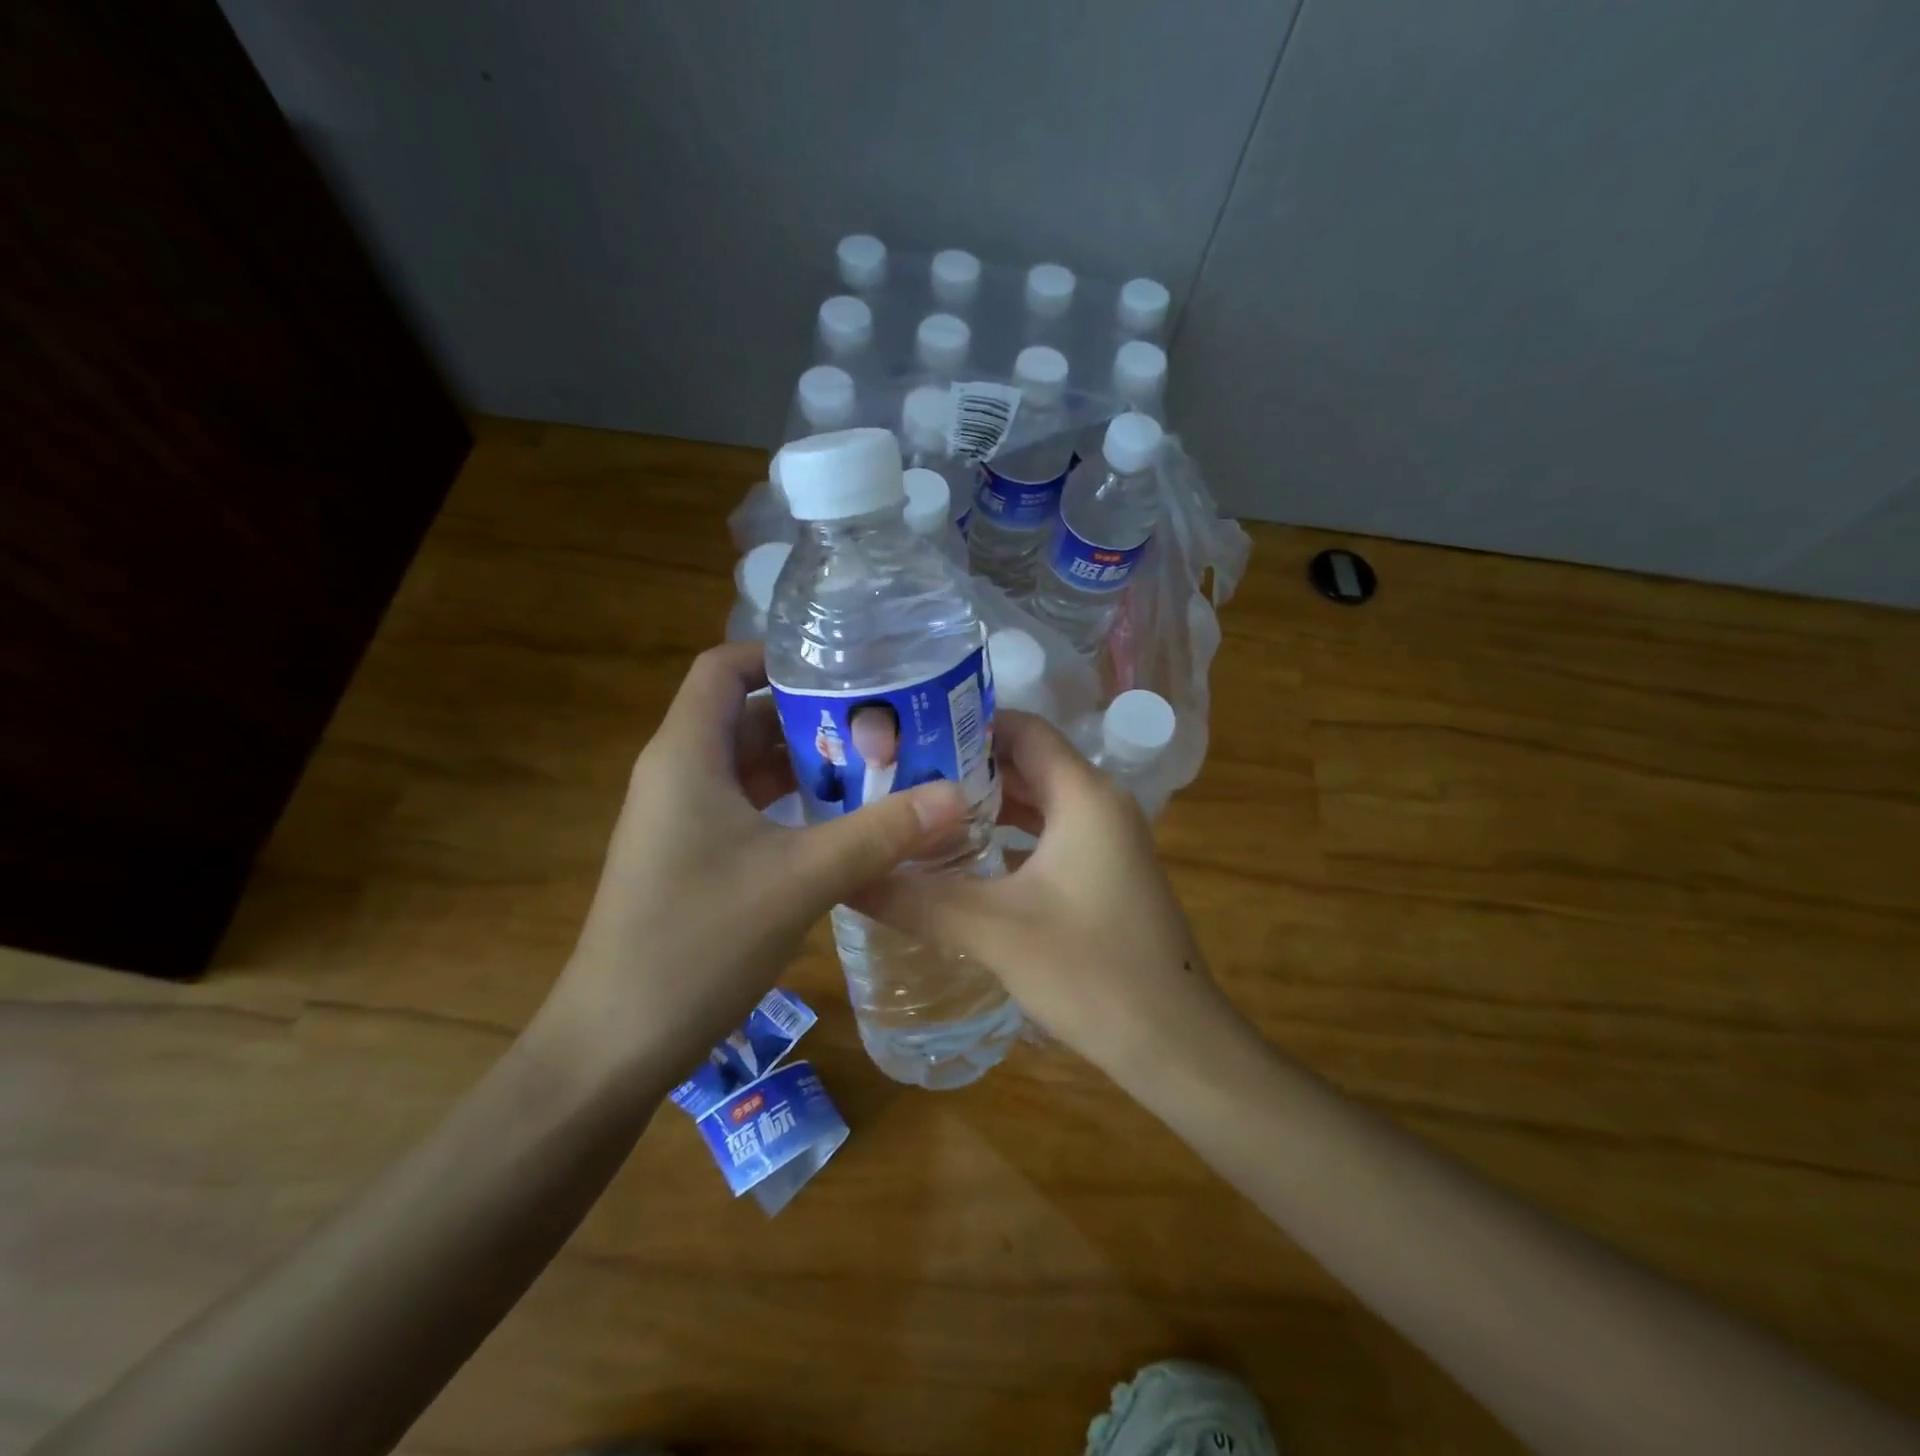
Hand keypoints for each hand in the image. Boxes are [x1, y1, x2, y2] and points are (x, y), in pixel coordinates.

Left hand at [537, 643, 970, 1088]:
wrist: (616, 1042)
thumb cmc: (698, 942)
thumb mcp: (801, 879)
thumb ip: (880, 833)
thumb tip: (956, 795)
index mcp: (687, 755)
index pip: (724, 668)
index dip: (779, 655)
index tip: (845, 667)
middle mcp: (678, 774)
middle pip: (746, 715)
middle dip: (813, 714)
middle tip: (884, 721)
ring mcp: (680, 818)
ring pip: (749, 765)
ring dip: (807, 762)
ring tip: (877, 765)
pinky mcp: (689, 856)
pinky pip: (745, 807)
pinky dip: (791, 802)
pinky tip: (841, 821)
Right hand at [853, 710, 1235, 1071]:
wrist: (1173, 1042)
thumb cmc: (1089, 971)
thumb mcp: (991, 929)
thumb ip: (917, 899)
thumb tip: (847, 879)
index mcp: (1084, 795)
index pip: (1022, 729)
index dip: (967, 724)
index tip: (909, 734)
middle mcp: (1100, 804)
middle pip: (1027, 763)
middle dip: (966, 767)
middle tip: (901, 775)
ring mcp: (1107, 841)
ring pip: (1039, 802)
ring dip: (986, 804)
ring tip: (921, 812)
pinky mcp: (1105, 874)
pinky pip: (1050, 836)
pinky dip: (1009, 837)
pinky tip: (965, 860)